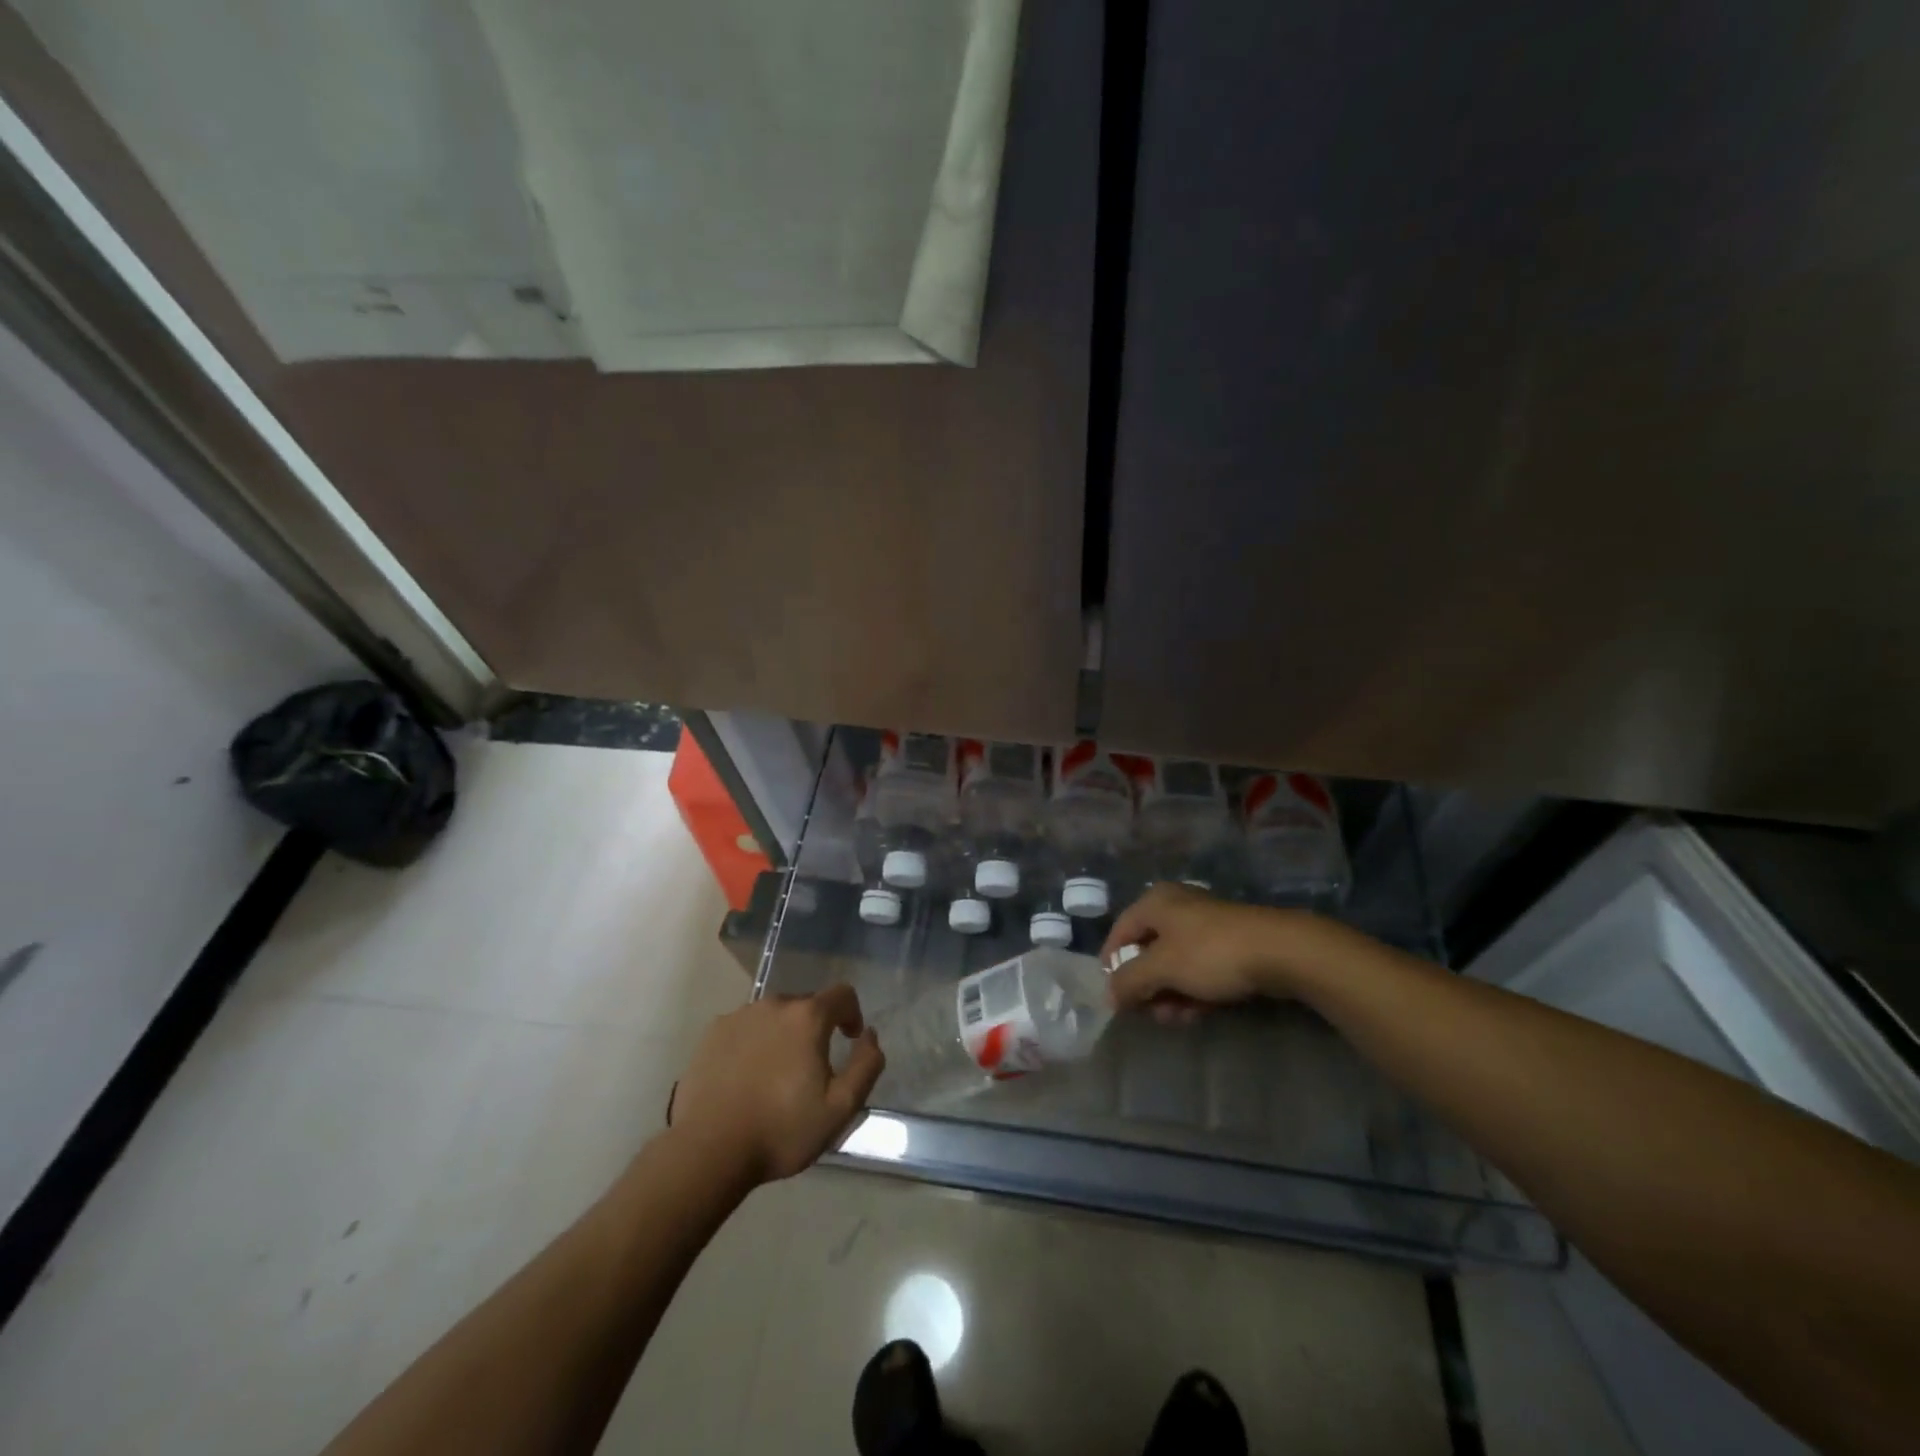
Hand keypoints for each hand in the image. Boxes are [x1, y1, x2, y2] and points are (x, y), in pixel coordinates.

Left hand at [668, 986, 884, 1183]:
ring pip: (773, 1016)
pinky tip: (746, 1077)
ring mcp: (739, 1016)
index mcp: (807, 1017)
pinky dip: (753, 1043)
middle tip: (811, 1068)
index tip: (849, 1040)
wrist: (708, 1150)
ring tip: (776, 1075)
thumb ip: (866, 1065)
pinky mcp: (711, 1033)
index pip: (842, 994)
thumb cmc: (781, 1130)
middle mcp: (773, 1005)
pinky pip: (744, 1028)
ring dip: (783, 1035)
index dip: (852, 1013)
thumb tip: (868, 1035)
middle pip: (805, 1005)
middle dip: (815, 1028)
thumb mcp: (841, 1107)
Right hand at [1101, 883, 1314, 1023]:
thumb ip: (1129, 981)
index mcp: (1155, 903)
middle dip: (1147, 987)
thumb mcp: (1162, 967)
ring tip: (1177, 1019)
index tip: (1115, 998)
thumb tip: (1108, 995)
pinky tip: (1197, 1013)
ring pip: (1174, 964)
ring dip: (1170, 994)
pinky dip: (1193, 991)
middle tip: (1152, 1013)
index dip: (1112, 966)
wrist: (1281, 952)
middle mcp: (1176, 908)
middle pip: (1147, 951)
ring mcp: (1204, 926)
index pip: (1119, 933)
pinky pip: (1199, 970)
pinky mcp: (1228, 945)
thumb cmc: (1210, 953)